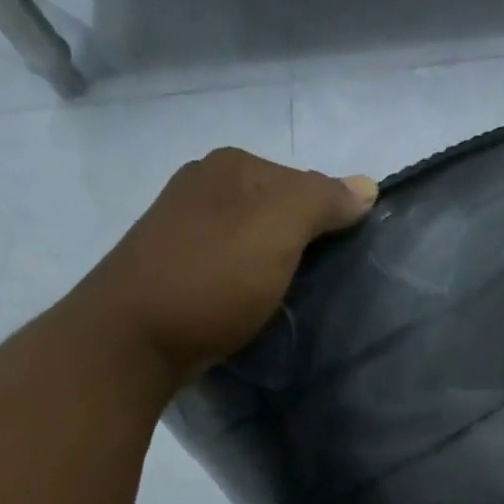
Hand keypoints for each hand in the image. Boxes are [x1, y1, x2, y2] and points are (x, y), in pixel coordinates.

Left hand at [71, 147, 376, 373]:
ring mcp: (185, 225)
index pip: (307, 182)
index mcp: (233, 166)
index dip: (334, 220)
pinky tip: (255, 305)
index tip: (346, 262)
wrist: (136, 337)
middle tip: (324, 285)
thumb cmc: (213, 277)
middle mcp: (206, 184)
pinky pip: (232, 264)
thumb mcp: (278, 228)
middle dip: (305, 243)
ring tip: (293, 300)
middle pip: (280, 209)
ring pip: (255, 238)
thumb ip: (322, 201)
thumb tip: (367, 186)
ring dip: (278, 265)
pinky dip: (251, 281)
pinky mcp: (176, 266)